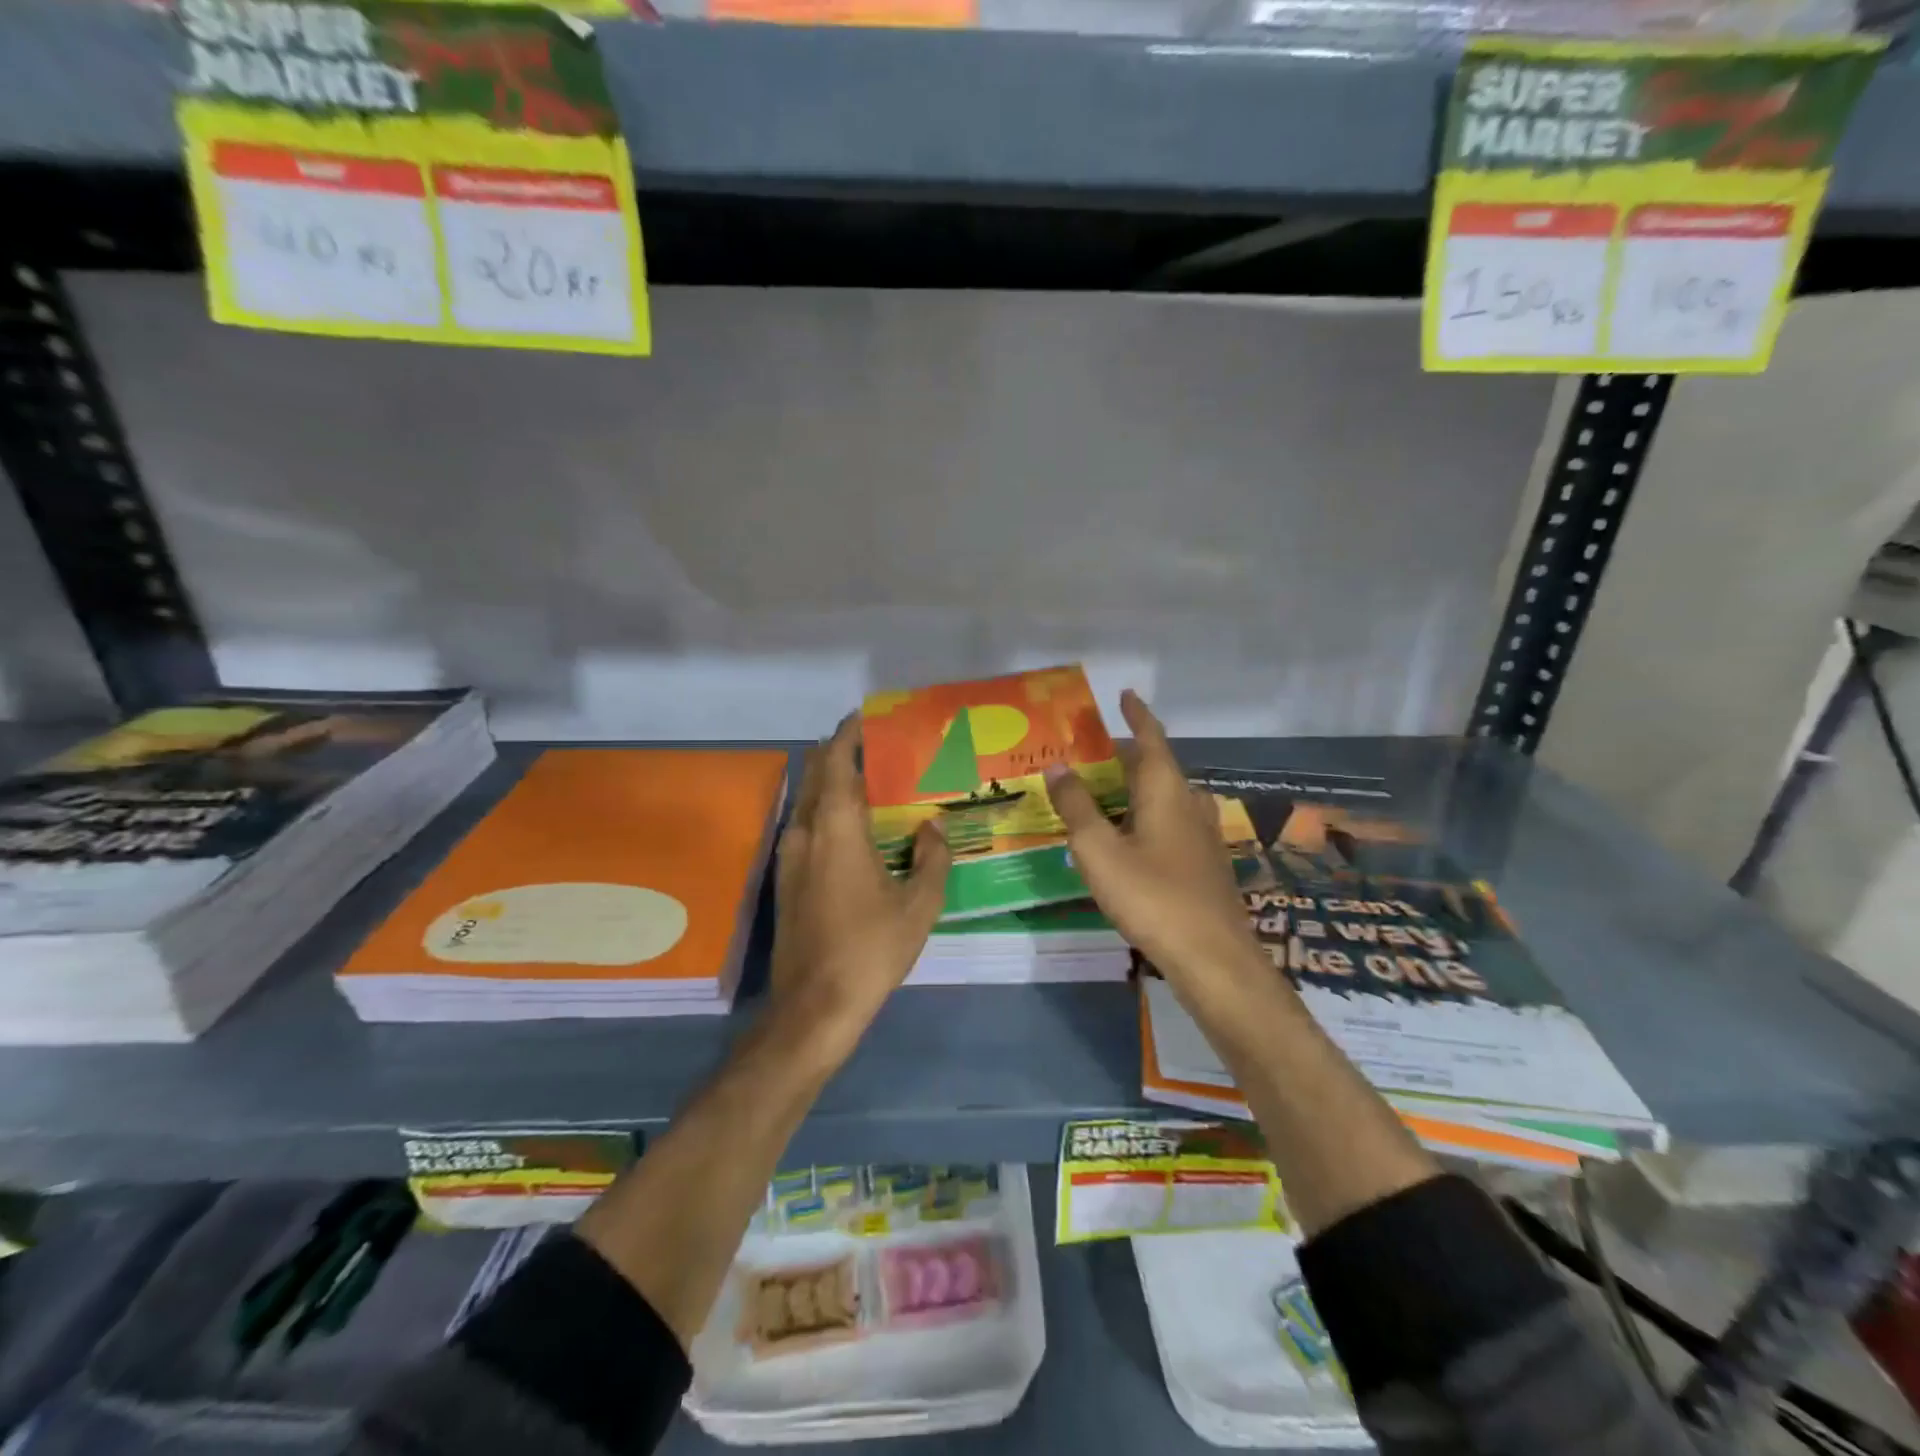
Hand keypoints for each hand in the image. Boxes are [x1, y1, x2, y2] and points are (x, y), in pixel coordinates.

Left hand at [769, 715, 951, 1053]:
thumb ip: (932, 858)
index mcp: (836, 828)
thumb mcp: (919, 905)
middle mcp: (805, 832)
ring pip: (808, 801)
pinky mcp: (786, 879)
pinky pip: (806, 826)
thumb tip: (932, 827)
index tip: (869, 717)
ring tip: (873, 784)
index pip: (835, 762)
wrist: (814, 1006)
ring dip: (834, 784)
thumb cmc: (870, 949)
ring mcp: (789, 856)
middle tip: (880, 749)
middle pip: (816, 774)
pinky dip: (828, 812)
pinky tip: (856, 829)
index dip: (849, 734)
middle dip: (841, 753)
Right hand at [1044, 690, 1262, 1001]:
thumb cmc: (1151, 895)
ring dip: (1138, 787)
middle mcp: (1190, 804)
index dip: (1137, 715)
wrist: (1212, 956)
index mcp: (1166, 791)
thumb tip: (1059, 766)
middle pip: (1158, 767)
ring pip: (1166, 797)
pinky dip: (1147, 815)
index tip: (1125, 695)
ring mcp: (1202, 835)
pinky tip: (1131, 837)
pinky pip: (1172, 822)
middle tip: (1094, 752)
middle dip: (1128, 755)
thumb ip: (1077, 807)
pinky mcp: (1205, 863)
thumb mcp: (1099, 850)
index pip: (1152, 739)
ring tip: (1106, 791)